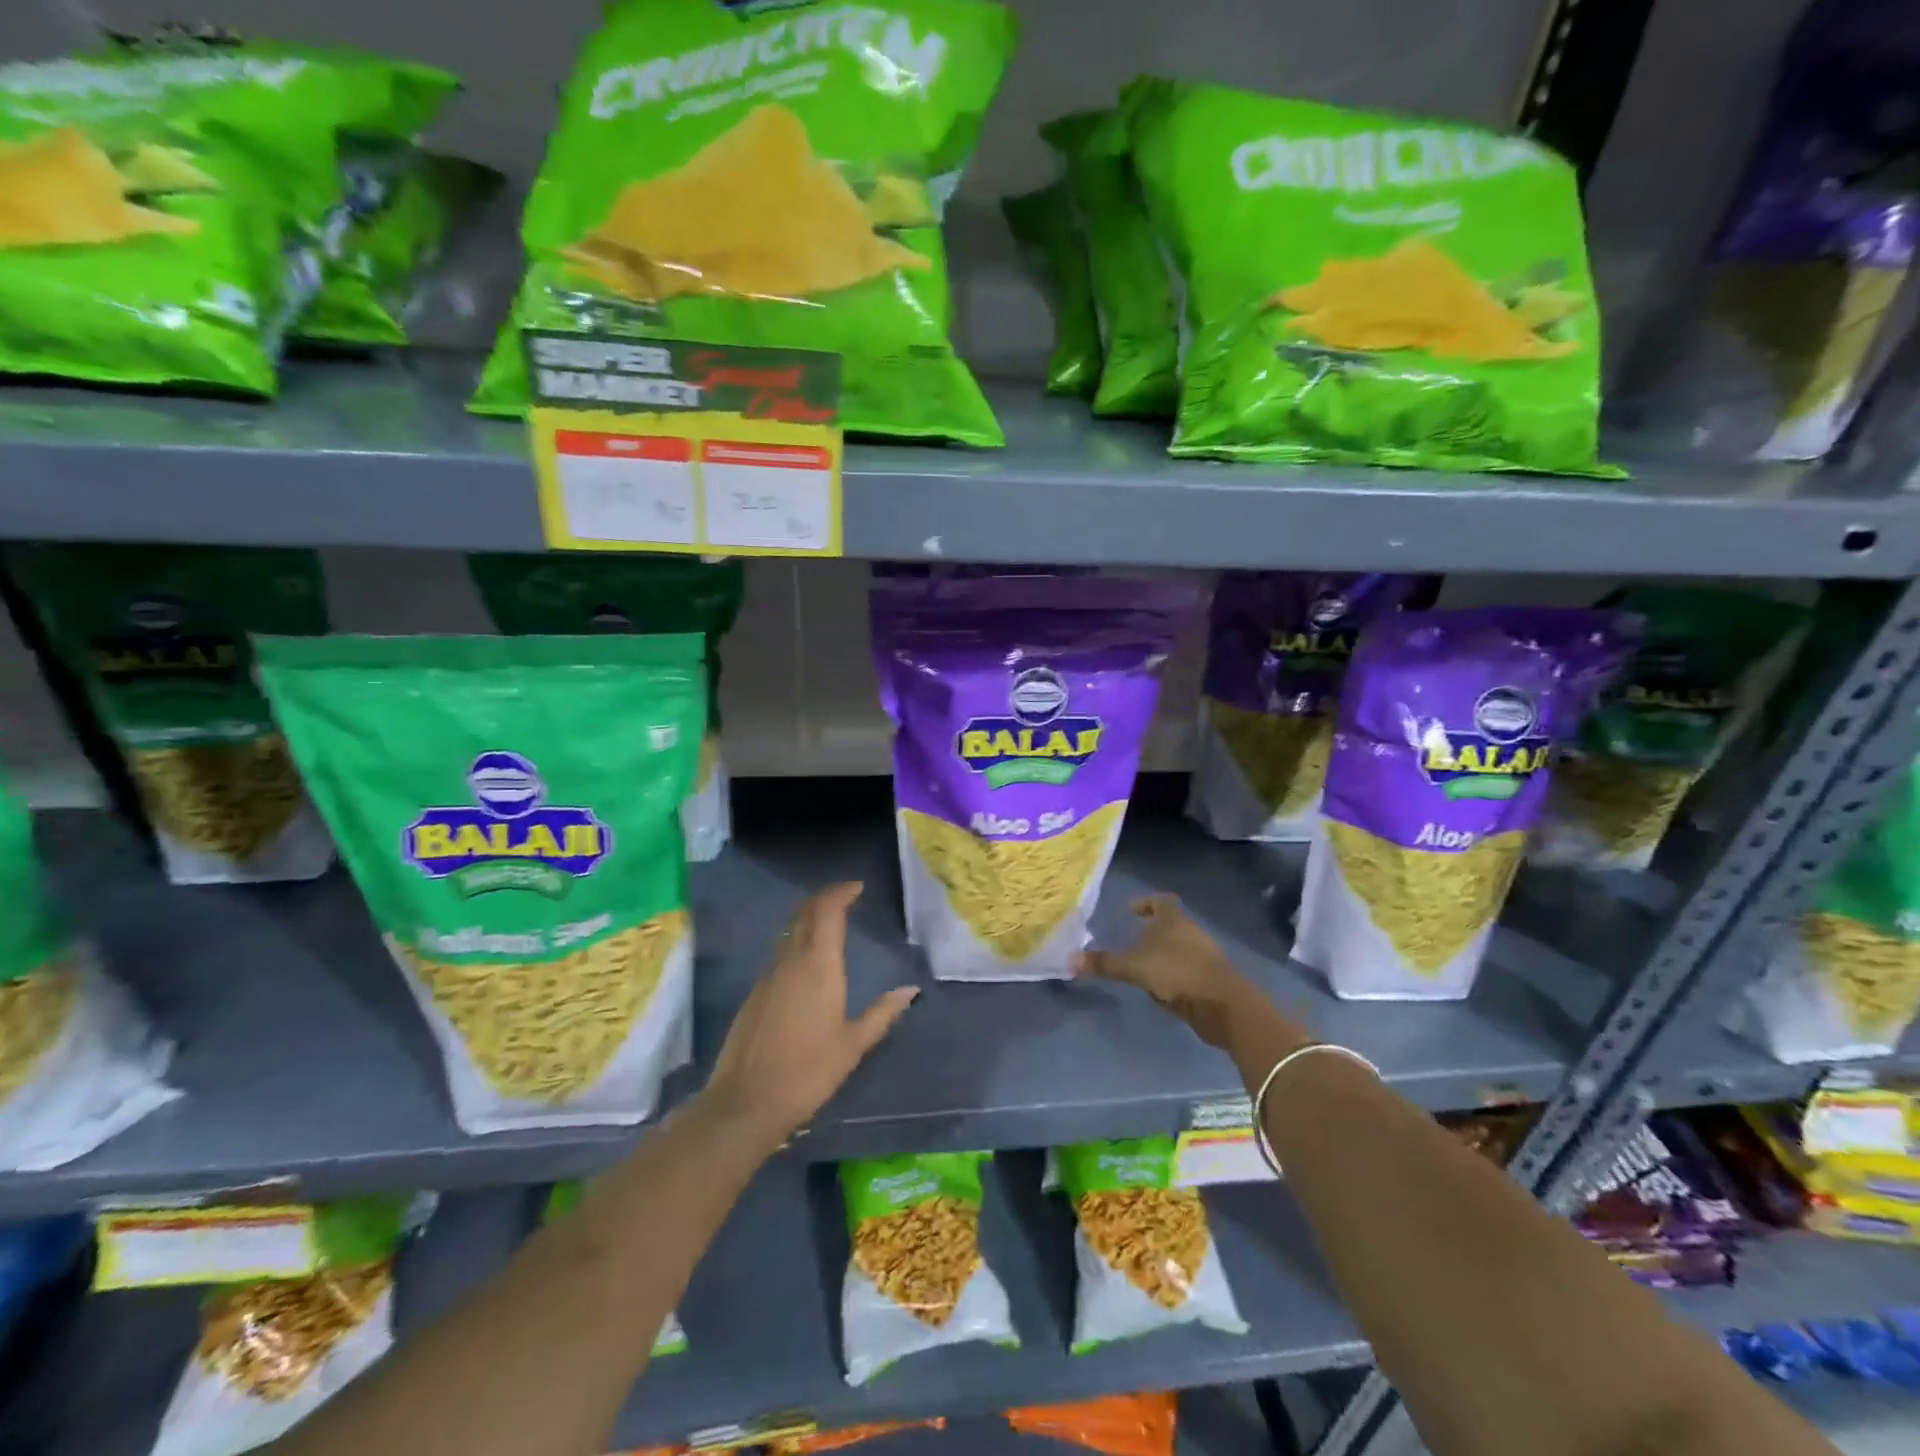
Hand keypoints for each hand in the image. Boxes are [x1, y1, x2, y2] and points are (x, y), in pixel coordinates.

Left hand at [702, 882, 917, 1152]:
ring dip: (809, 921)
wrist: (745, 1103)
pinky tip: (806, 966)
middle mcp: (790, 961)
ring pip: (789, 933)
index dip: (840, 892)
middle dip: (824, 900)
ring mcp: (767, 976)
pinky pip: (778, 955)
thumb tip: (910, 990)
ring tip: (830, 928)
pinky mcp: (753, 994)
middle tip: (845, 899)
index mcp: (818, 965)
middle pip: (804, 914)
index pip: (827, 911)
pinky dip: (795, 945)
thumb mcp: (853, 1045)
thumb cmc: (808, 1072)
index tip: (857, 888)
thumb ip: (882, 1013)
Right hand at [1075, 893, 1300, 1054]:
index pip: (1160, 900)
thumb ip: (1103, 964)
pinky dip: (1171, 977)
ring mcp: (1203, 956)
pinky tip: (1159, 991)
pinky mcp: (1210, 980)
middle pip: (1170, 925)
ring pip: (1177, 949)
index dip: (1145, 902)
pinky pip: (1185, 972)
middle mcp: (1190, 932)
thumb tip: (1068, 960)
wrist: (1224, 1006)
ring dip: (1160, 956)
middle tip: (1128, 942)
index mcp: (1173, 920)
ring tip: (1139, 969)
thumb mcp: (1134, 968)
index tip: (1130, 910)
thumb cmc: (1177, 973)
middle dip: (1150, 932)